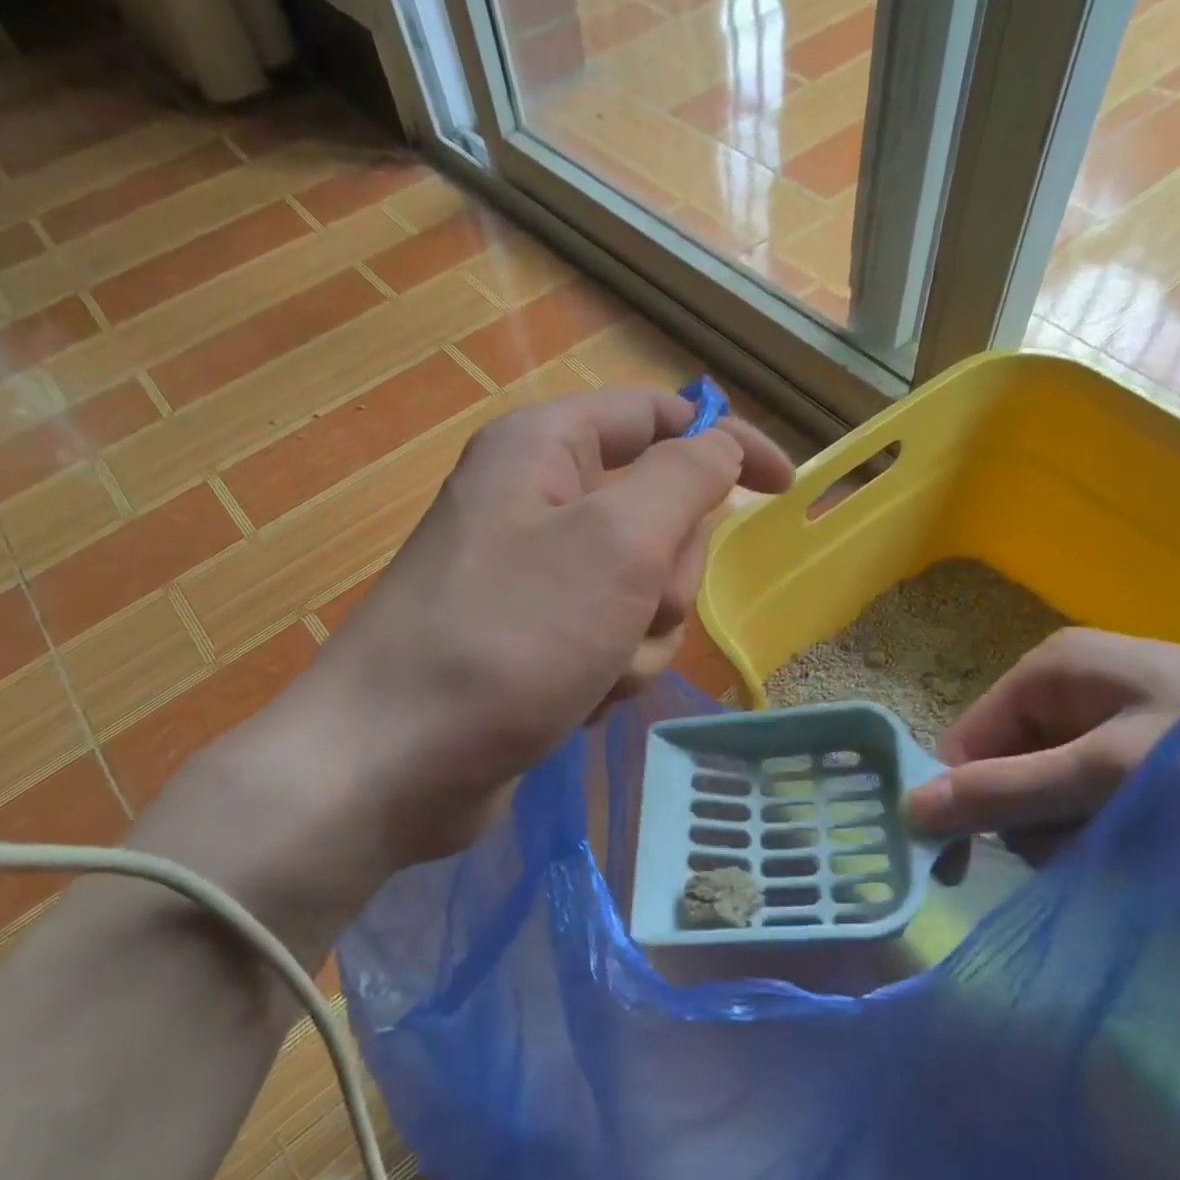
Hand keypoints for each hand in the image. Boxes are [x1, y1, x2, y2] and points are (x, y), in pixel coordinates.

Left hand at [277, 388, 792, 868]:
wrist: (396, 761)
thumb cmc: (509, 637)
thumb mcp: (616, 543)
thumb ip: (684, 479)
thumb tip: (722, 445)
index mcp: (545, 448)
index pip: (660, 418)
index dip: (728, 444)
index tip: (783, 488)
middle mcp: (537, 501)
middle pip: (658, 517)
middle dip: (665, 578)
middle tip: (635, 611)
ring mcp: (533, 578)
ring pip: (641, 593)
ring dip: (638, 639)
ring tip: (594, 670)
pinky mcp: (532, 641)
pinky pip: (609, 641)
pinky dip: (607, 673)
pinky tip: (572, 700)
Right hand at [904, 628, 1179, 838]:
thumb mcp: (1114, 772)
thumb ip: (1009, 790)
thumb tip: (908, 809)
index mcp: (1045, 671)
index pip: (964, 743)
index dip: (964, 802)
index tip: (971, 868)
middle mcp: (1064, 688)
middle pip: (1003, 768)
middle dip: (1032, 819)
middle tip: (1088, 847)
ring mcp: (1104, 717)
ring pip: (1044, 790)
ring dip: (1071, 831)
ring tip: (1131, 844)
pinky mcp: (1139, 747)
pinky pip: (1087, 795)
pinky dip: (1104, 828)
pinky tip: (1148, 839)